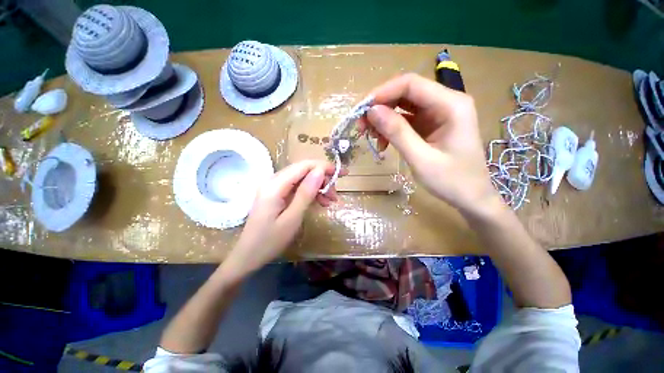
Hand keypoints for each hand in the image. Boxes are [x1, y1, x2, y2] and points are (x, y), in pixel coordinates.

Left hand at [223, 160, 341, 275]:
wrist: (248, 256)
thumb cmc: (270, 241)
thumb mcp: (292, 218)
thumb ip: (305, 193)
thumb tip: (320, 171)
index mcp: (275, 185)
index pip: (303, 166)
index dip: (324, 166)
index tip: (342, 173)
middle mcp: (274, 181)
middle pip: (303, 170)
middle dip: (322, 178)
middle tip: (335, 194)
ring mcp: (274, 187)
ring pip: (302, 178)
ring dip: (318, 186)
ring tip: (330, 201)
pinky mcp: (277, 194)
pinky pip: (297, 187)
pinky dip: (310, 193)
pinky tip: (320, 202)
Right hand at [360, 73, 499, 214]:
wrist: (471, 197)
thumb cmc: (451, 181)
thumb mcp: (421, 159)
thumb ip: (397, 133)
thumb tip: (372, 111)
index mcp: (452, 105)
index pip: (411, 84)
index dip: (382, 93)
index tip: (361, 111)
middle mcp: (446, 102)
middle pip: (405, 93)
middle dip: (380, 108)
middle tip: (361, 127)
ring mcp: (438, 113)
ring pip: (402, 107)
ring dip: (383, 120)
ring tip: (372, 139)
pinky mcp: (431, 125)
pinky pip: (406, 120)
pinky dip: (391, 130)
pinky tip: (383, 144)